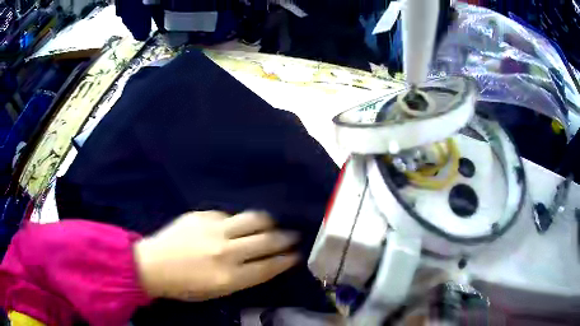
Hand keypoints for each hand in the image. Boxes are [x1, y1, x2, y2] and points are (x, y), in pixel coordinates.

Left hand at [133, 210, 299, 300]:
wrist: (153, 265)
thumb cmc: (184, 286)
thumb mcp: (217, 292)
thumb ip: (242, 277)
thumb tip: (261, 262)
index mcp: (230, 277)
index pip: (268, 266)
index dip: (286, 260)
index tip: (296, 254)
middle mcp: (226, 251)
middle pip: (267, 241)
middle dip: (286, 238)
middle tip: (293, 236)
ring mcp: (214, 229)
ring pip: (253, 219)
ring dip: (268, 222)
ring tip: (272, 224)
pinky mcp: (202, 215)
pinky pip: (229, 215)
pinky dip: (237, 221)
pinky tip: (236, 225)